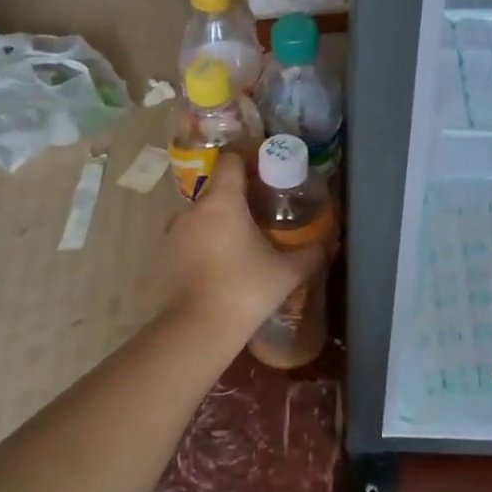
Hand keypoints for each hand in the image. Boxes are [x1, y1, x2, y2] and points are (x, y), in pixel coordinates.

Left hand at [159, 161, 322, 338]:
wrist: (197, 330)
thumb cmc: (245, 291)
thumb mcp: (286, 273)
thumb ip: (310, 254)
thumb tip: (328, 243)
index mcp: (222, 202)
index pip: (231, 162)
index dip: (248, 162)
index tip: (265, 174)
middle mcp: (193, 210)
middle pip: (217, 191)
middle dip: (237, 200)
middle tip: (260, 218)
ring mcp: (173, 233)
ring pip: (200, 217)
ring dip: (217, 225)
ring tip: (239, 246)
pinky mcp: (163, 257)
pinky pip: (187, 240)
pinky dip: (202, 246)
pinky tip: (218, 267)